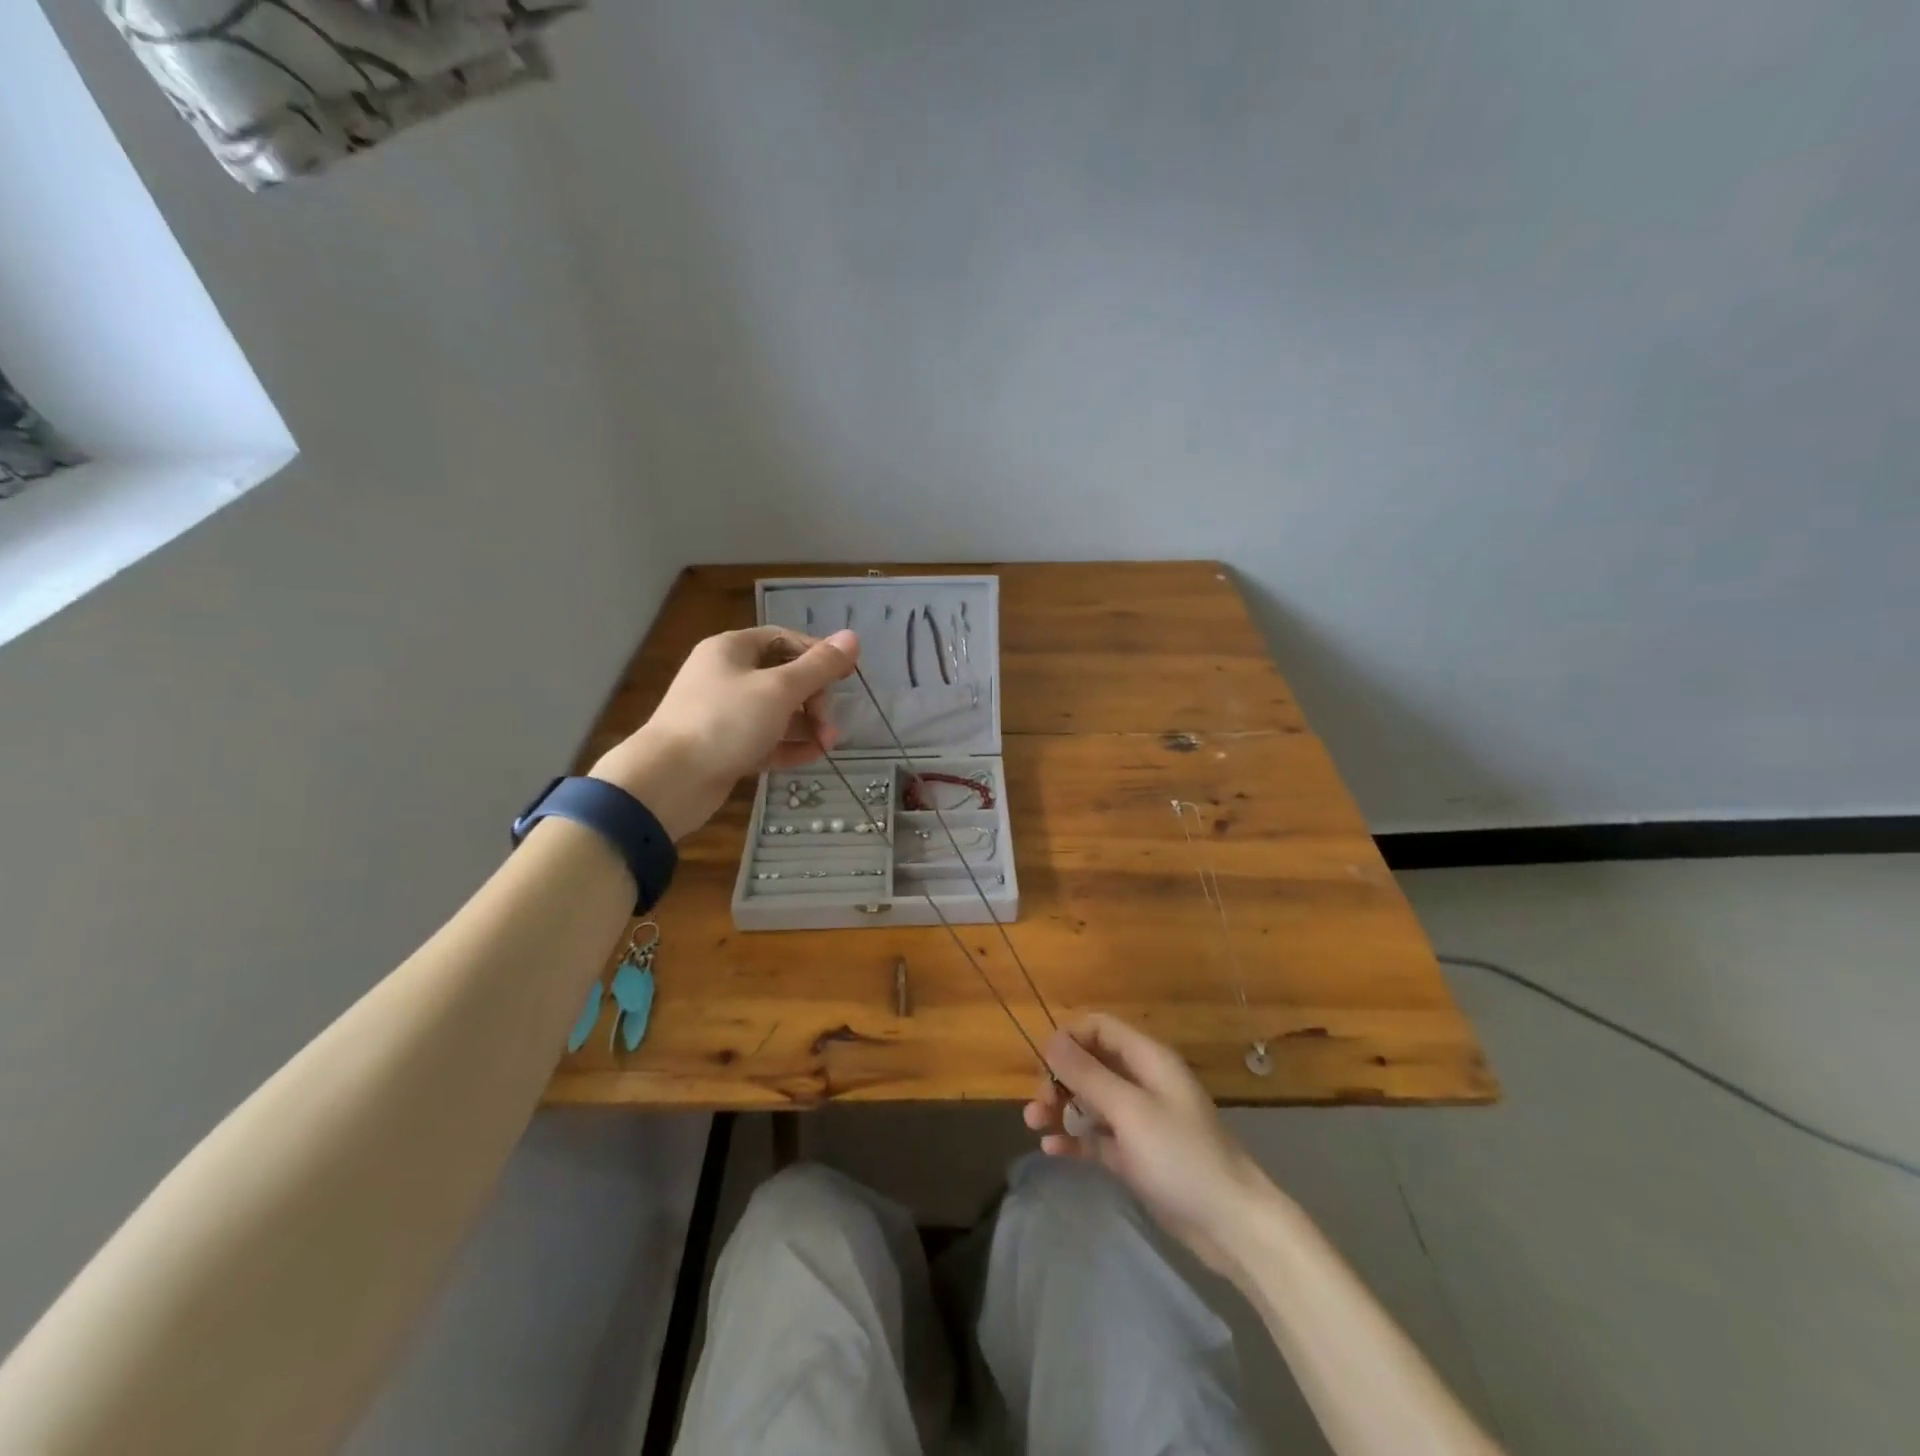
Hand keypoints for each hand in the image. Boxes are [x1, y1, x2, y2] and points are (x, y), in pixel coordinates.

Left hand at [590, 627, 858, 839]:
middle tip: (830, 722)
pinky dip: (789, 746)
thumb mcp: (779, 690)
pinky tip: (813, 757)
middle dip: (815, 698)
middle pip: (783, 677)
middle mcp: (726, 676)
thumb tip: (853, 637)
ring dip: (807, 725)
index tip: (849, 675)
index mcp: (732, 650)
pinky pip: (765, 739)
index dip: (819, 654)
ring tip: (828, 744)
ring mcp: (724, 714)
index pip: (785, 639)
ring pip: (776, 712)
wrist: (668, 782)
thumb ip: (819, 666)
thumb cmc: (725, 722)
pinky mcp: (725, 747)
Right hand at [1024, 1014, 1273, 1272]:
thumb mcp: (1130, 1110)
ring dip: (1061, 1106)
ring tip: (1034, 1124)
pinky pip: (1097, 1135)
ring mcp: (1139, 1119)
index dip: (1069, 1038)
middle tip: (1038, 1104)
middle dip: (1059, 1077)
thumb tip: (1050, 1039)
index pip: (1099, 1027)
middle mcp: (1142, 1081)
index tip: (1043, 1064)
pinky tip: (1051, 1148)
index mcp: (1147, 1059)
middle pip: (1090, 1062)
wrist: (1231, 1225)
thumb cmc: (1181, 1156)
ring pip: (1090, 1099)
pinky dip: (1074, 1136)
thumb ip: (1087, 1074)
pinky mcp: (1135, 1154)